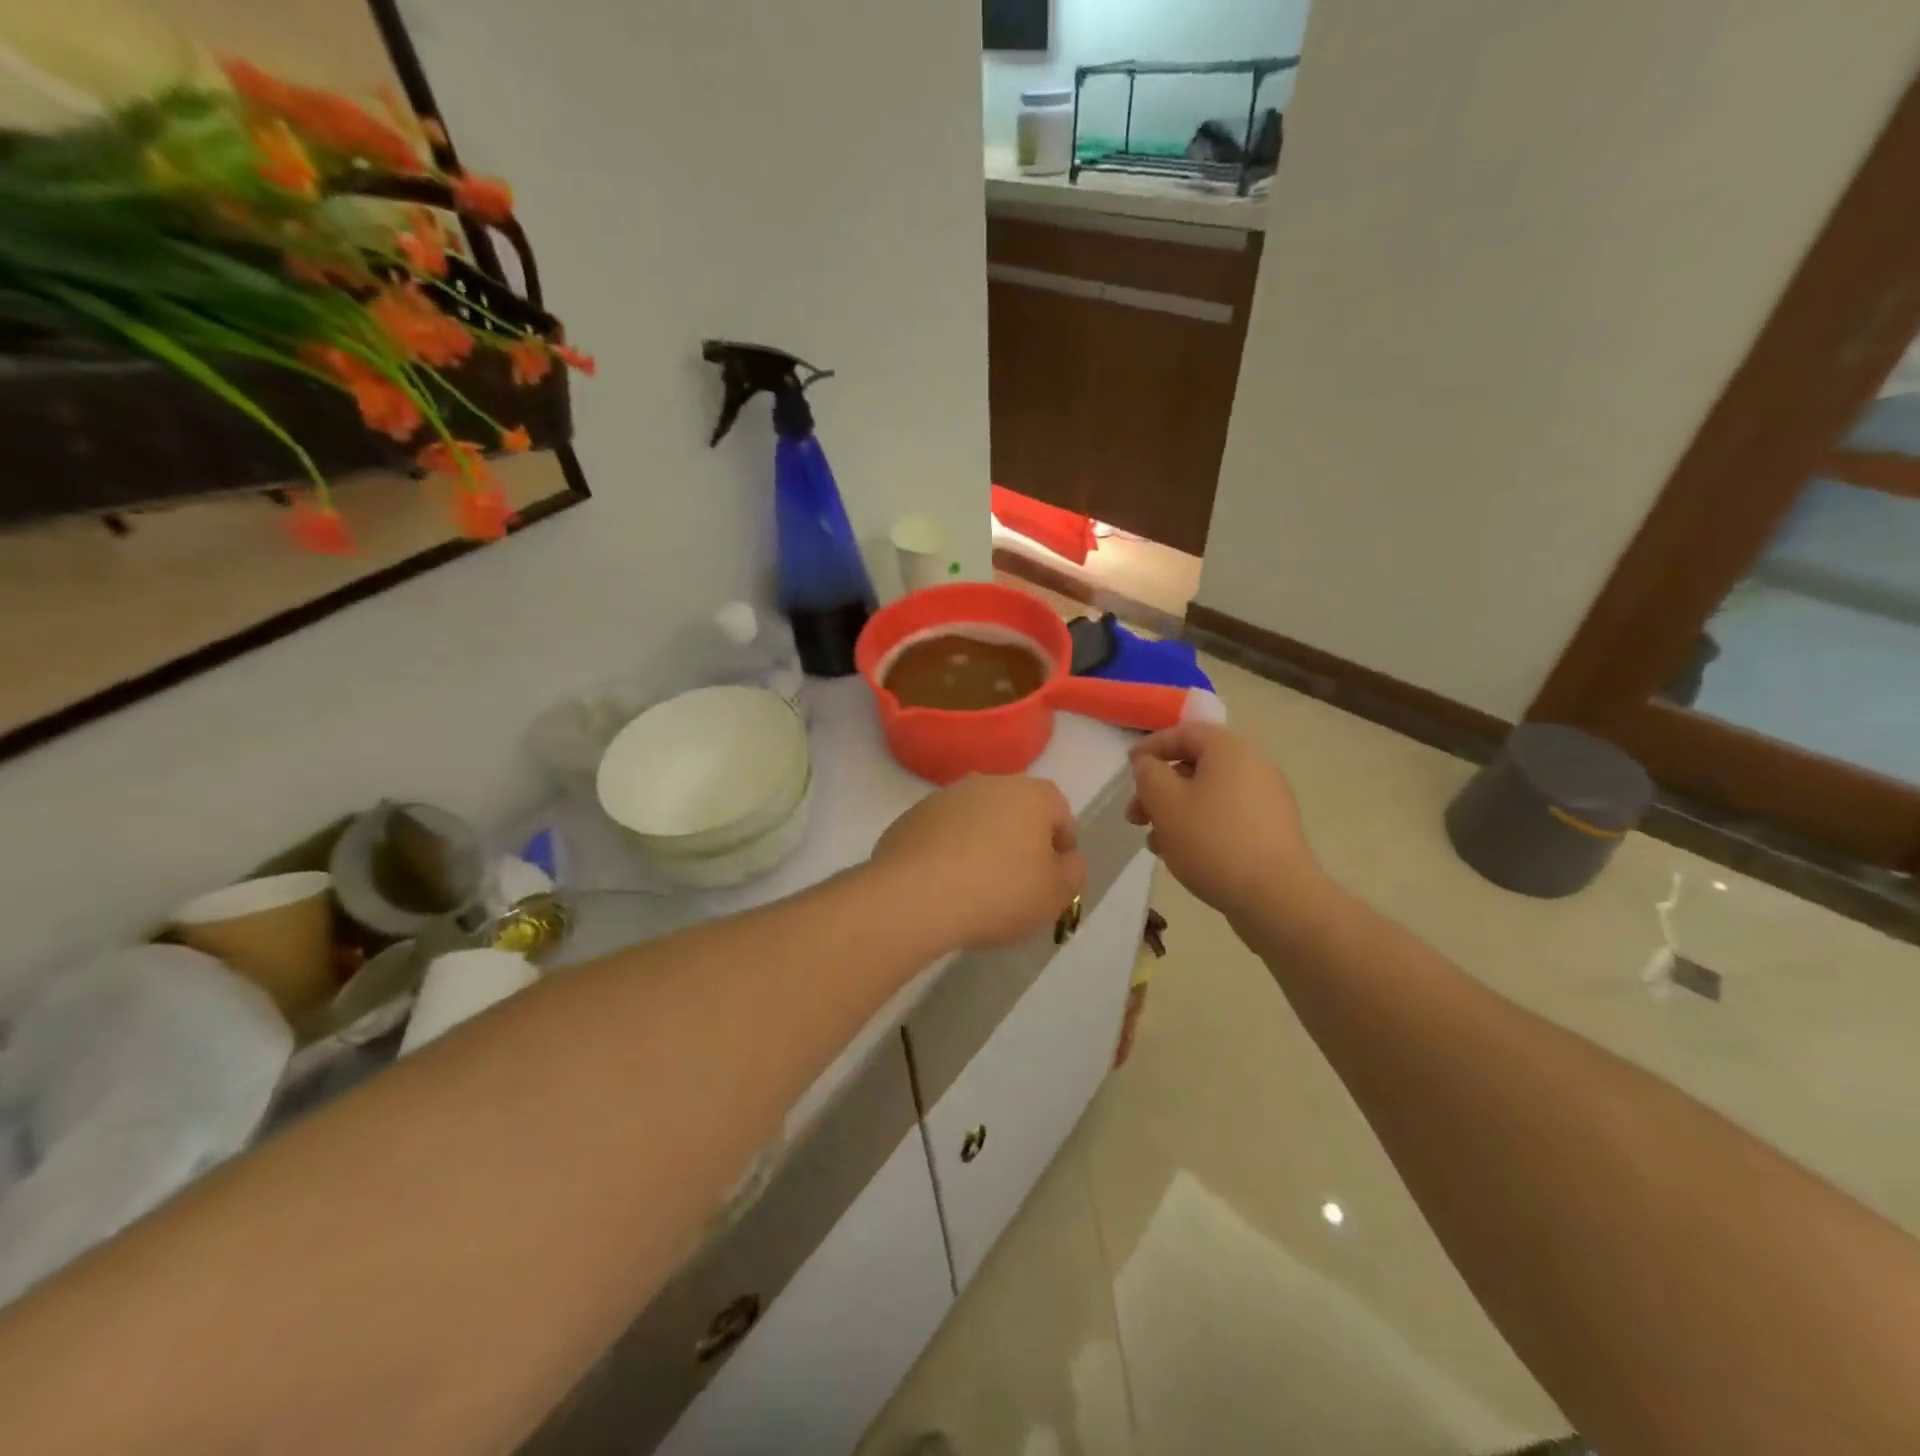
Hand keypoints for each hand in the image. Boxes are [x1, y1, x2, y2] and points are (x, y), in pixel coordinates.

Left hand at [872, 775, 1087, 950]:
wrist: (915, 896)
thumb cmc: (999, 892)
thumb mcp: (1055, 895)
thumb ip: (1072, 872)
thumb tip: (1067, 858)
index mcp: (1032, 794)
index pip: (1060, 815)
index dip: (1061, 849)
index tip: (1052, 881)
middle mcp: (989, 782)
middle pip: (1016, 812)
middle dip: (1020, 842)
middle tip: (1016, 884)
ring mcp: (945, 796)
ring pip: (976, 819)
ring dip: (982, 843)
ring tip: (976, 887)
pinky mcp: (911, 815)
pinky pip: (942, 833)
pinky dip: (947, 851)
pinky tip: (944, 884)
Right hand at [1127, 723, 1321, 922]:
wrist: (1276, 897)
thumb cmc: (1212, 841)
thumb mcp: (1165, 802)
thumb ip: (1148, 774)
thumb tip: (1149, 764)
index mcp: (1230, 750)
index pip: (1184, 732)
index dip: (1151, 746)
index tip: (1127, 768)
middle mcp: (1253, 766)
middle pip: (1195, 766)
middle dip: (1158, 789)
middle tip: (1135, 816)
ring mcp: (1267, 800)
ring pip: (1208, 795)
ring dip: (1175, 812)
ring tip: (1155, 844)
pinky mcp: (1271, 831)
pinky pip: (1226, 817)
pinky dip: (1199, 827)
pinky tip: (1183, 856)